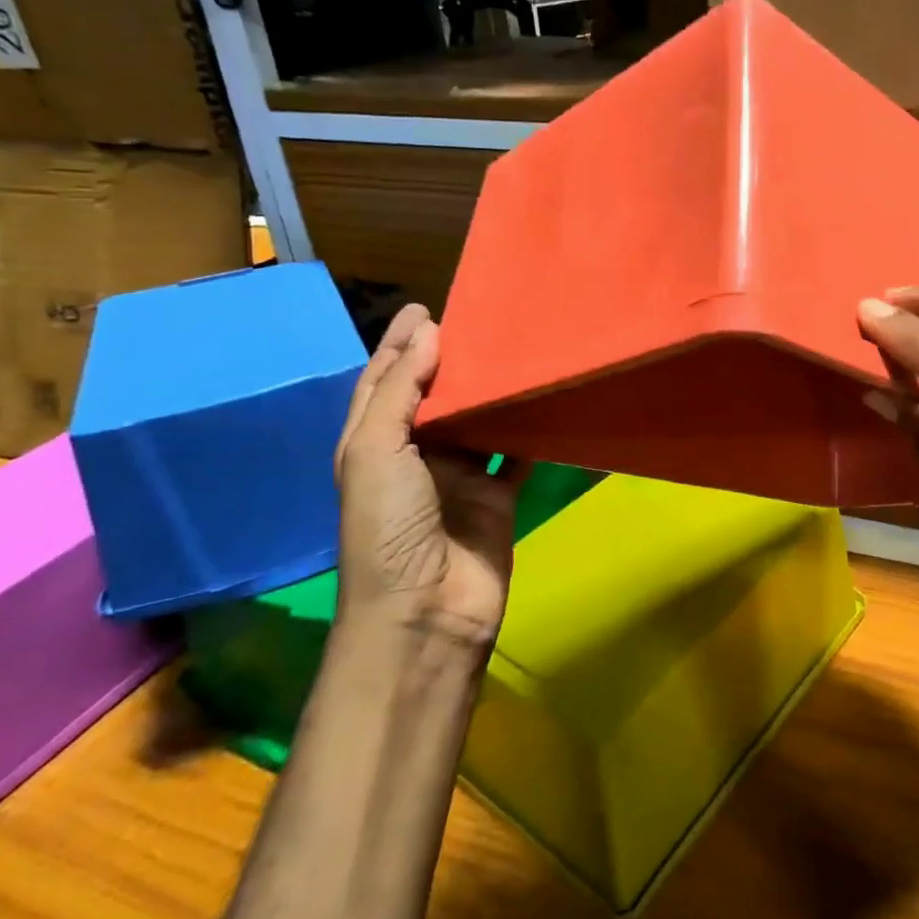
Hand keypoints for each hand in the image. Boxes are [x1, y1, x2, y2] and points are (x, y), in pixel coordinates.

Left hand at [333, 304, 520, 648]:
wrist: (427, 610)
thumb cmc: (389, 527)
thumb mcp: (378, 452)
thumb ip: (402, 392)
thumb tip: (430, 334)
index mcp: (375, 444)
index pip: (386, 382)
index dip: (401, 345)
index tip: (428, 307)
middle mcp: (416, 456)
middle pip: (436, 396)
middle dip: (453, 359)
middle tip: (484, 318)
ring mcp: (460, 477)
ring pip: (479, 420)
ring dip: (493, 389)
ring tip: (517, 346)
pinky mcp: (499, 496)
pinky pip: (516, 453)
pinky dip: (528, 429)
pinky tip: (544, 397)